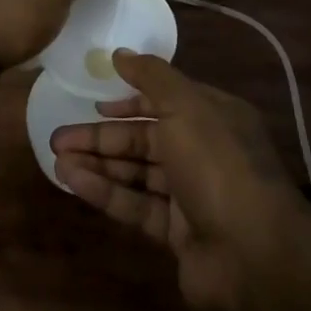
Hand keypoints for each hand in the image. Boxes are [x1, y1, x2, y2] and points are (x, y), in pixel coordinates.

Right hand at [51, 52, 297, 310]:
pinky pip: (136, 205)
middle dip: (102, 136)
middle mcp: (203, 152)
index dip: (129, 101)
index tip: (95, 103)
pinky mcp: (177, 233)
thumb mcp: (185, 106)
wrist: (254, 257)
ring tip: (57, 158)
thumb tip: (119, 53)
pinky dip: (106, 192)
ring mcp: (191, 195)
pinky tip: (73, 181)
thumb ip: (151, 77)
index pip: (165, 101)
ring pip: (136, 172)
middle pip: (145, 138)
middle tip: (59, 137)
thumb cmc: (218, 166)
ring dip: (97, 163)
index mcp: (213, 117)